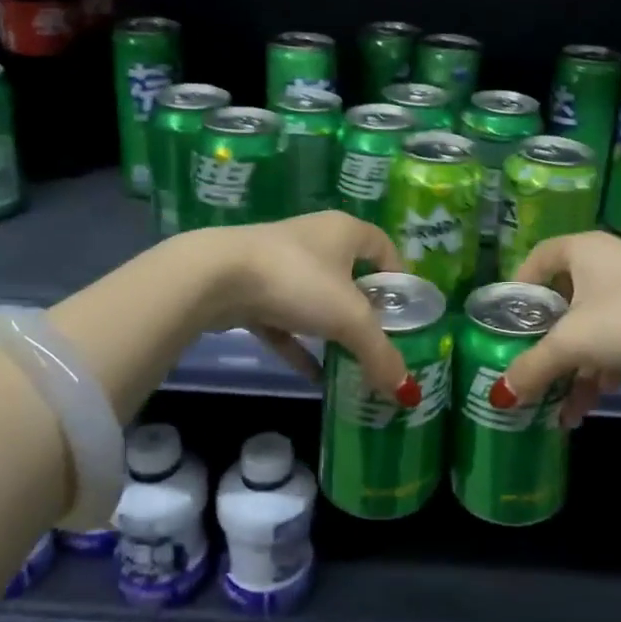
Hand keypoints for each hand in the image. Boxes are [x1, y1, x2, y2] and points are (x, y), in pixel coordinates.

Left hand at [192, 212, 421, 405]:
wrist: (214, 277)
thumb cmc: (297, 281)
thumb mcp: (349, 319)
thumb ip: (380, 352)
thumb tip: (406, 390)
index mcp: (344, 231)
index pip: (383, 246)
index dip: (398, 276)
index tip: (405, 310)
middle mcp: (314, 240)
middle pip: (350, 274)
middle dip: (365, 309)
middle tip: (379, 341)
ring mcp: (279, 263)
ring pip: (316, 298)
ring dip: (331, 328)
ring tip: (350, 360)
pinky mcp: (251, 288)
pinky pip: (285, 319)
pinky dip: (299, 344)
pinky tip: (313, 376)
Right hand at [504, 232, 620, 425]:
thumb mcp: (574, 342)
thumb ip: (534, 366)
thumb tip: (499, 394)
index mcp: (579, 250)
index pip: (536, 261)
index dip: (518, 290)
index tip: (505, 323)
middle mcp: (603, 262)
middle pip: (562, 301)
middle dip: (546, 344)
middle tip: (530, 372)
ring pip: (591, 327)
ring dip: (575, 367)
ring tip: (561, 408)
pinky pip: (617, 339)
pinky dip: (604, 366)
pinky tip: (596, 399)